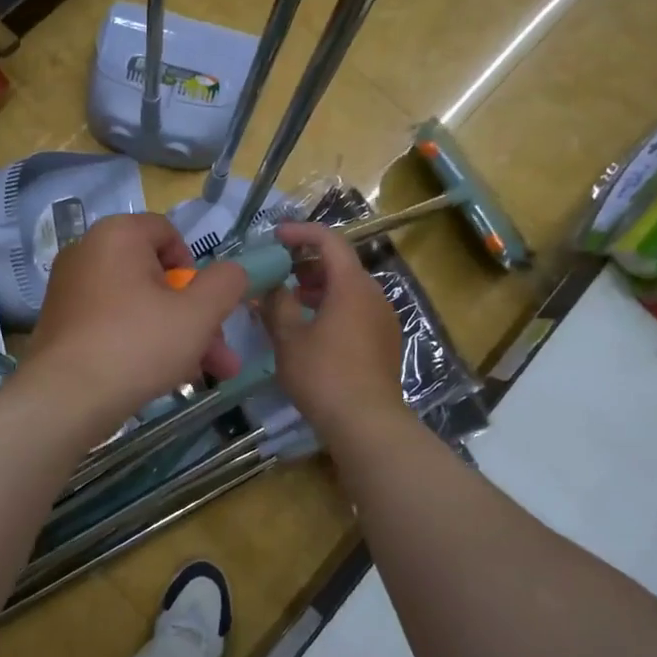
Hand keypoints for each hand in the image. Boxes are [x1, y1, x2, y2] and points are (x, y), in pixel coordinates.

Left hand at [24, 213, 248, 428]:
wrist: (64, 400)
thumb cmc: (137, 345)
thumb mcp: (198, 314)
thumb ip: (226, 283)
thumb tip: (232, 272)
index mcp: (117, 235)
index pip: (168, 233)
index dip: (195, 269)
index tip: (204, 306)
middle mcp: (87, 253)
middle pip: (157, 276)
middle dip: (195, 316)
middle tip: (220, 355)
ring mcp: (70, 290)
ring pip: (139, 305)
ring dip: (176, 335)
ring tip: (204, 375)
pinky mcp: (62, 324)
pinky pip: (113, 323)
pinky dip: (140, 343)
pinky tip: (164, 378)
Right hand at [260, 223, 406, 432]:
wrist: (368, 423)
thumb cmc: (324, 375)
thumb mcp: (289, 338)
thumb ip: (277, 304)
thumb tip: (271, 286)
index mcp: (352, 285)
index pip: (329, 241)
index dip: (301, 233)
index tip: (275, 237)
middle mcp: (373, 295)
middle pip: (341, 265)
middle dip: (307, 263)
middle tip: (278, 272)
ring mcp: (383, 319)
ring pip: (349, 290)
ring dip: (319, 288)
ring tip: (290, 302)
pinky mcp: (385, 342)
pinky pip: (356, 310)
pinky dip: (333, 307)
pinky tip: (311, 329)